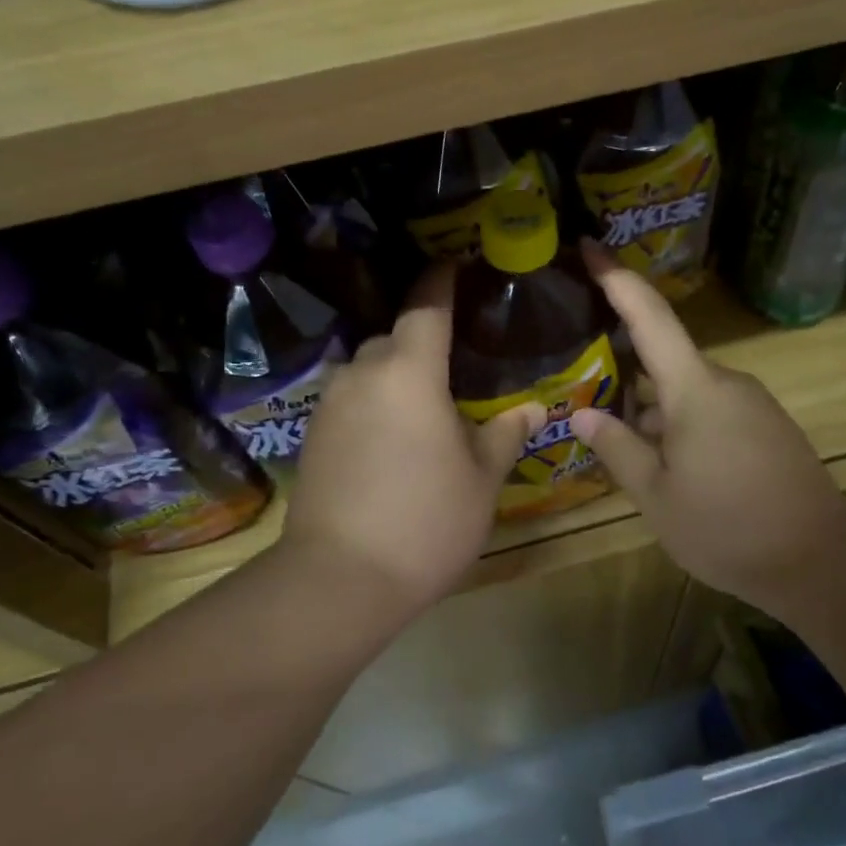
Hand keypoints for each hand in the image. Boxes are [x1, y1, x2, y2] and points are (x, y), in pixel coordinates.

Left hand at [282, 266, 545, 620]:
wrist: (339, 580)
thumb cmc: (426, 521)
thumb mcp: (481, 479)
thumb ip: (505, 433)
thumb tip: (534, 407)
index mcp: (409, 371)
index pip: (426, 306)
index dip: (442, 281)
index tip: (456, 265)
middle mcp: (363, 374)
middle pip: (395, 338)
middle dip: (423, 341)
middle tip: (457, 362)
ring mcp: (330, 404)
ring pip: (369, 370)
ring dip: (396, 375)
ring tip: (426, 404)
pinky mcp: (312, 435)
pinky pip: (351, 400)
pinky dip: (375, 403)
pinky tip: (394, 438)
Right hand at [570, 242, 845, 617]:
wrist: (820, 561)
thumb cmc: (726, 527)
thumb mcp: (656, 496)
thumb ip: (618, 449)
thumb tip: (584, 414)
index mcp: (695, 389)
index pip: (650, 317)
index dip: (618, 279)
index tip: (590, 245)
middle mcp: (727, 383)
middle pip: (665, 361)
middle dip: (626, 374)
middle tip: (586, 394)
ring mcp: (752, 404)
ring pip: (688, 392)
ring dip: (654, 410)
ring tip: (624, 447)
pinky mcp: (768, 427)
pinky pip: (712, 411)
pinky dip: (682, 425)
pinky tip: (669, 466)